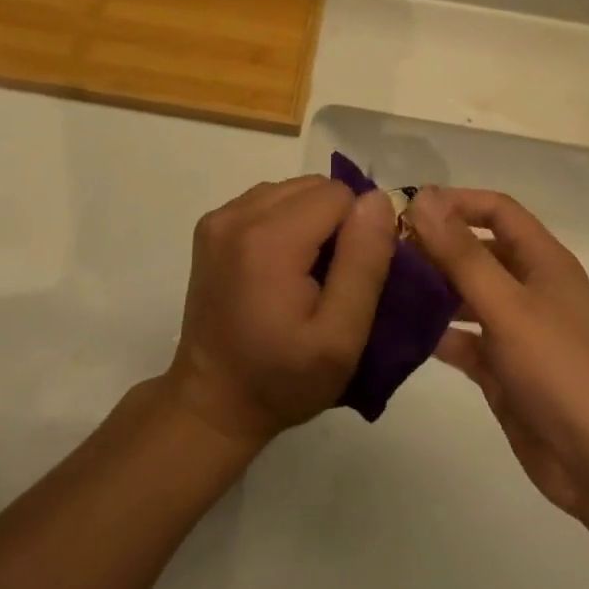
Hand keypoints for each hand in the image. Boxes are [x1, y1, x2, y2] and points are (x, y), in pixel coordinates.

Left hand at [165, 175, 394, 448]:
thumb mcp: (341, 338)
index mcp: (269, 239)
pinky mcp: (210, 227)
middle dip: (335, 223)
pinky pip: (267, 200)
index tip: (351, 278)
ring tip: (307, 273)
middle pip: (314, 187)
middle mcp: (238, 215)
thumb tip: (377, 200)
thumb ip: (364, 264)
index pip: (340, 196)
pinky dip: (285, 222)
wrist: (214, 402)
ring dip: (311, 221)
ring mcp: (219, 218)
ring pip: (292, 190)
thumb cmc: (283, 380)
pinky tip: (281, 265)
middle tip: (331, 278)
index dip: (357, 233)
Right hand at [406, 187, 588, 517]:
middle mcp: (531, 288)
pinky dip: (438, 334)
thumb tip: (424, 198)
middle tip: (383, 250)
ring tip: (382, 288)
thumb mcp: (508, 306)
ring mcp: (518, 331)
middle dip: (436, 247)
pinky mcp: (505, 370)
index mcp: (544, 262)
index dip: (455, 202)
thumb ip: (462, 254)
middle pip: (479, 251)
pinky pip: (465, 341)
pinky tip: (400, 335)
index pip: (498, 211)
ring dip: (432, 290)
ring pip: (468, 296)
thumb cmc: (561, 370)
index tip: (405, 207)